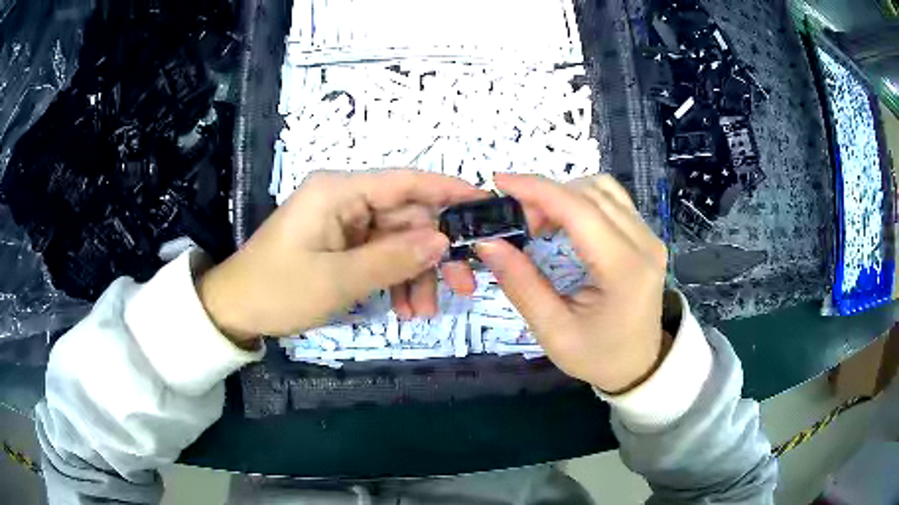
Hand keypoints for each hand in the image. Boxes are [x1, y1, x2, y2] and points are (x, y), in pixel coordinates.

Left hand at [197, 169, 482, 342]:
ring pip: (397, 241)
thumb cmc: (278, 290)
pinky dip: (395, 280)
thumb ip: (393, 259)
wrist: (236, 309)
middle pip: (406, 217)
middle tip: (461, 288)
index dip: (448, 189)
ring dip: (415, 275)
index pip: (405, 181)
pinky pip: (379, 256)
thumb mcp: (338, 280)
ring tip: (422, 314)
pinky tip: (404, 308)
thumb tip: (443, 241)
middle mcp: (344, 199)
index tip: (485, 203)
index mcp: (339, 192)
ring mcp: (343, 223)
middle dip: (433, 255)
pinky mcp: (340, 244)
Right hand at [475, 173, 671, 393]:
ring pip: (603, 189)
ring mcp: (650, 236)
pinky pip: (613, 200)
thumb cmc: (598, 356)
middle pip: (590, 192)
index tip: (499, 184)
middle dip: (546, 195)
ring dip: (565, 195)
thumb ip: (521, 284)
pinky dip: (581, 200)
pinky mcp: (647, 236)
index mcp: (624, 270)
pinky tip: (565, 223)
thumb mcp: (553, 332)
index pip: (579, 210)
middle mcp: (644, 243)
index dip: (537, 190)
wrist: (640, 365)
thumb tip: (488, 242)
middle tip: (518, 223)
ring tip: (540, 223)